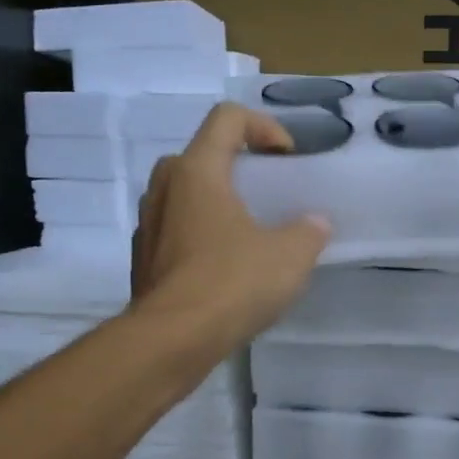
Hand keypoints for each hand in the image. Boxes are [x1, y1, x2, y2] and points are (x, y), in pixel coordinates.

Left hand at [131, 102, 330, 351]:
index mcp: (197, 171)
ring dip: (219, 202)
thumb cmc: (231, 283)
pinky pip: (177, 230)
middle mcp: (165, 187)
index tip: (287, 159)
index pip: (227, 118)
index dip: (263, 127)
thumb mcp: (289, 256)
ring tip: (250, 233)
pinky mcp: (143, 259)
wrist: (171, 340)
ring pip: (186, 194)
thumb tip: (314, 224)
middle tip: (267, 194)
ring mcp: (148, 224)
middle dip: (239, 166)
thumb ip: (308, 232)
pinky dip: (202, 235)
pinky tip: (225, 269)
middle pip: (203, 154)